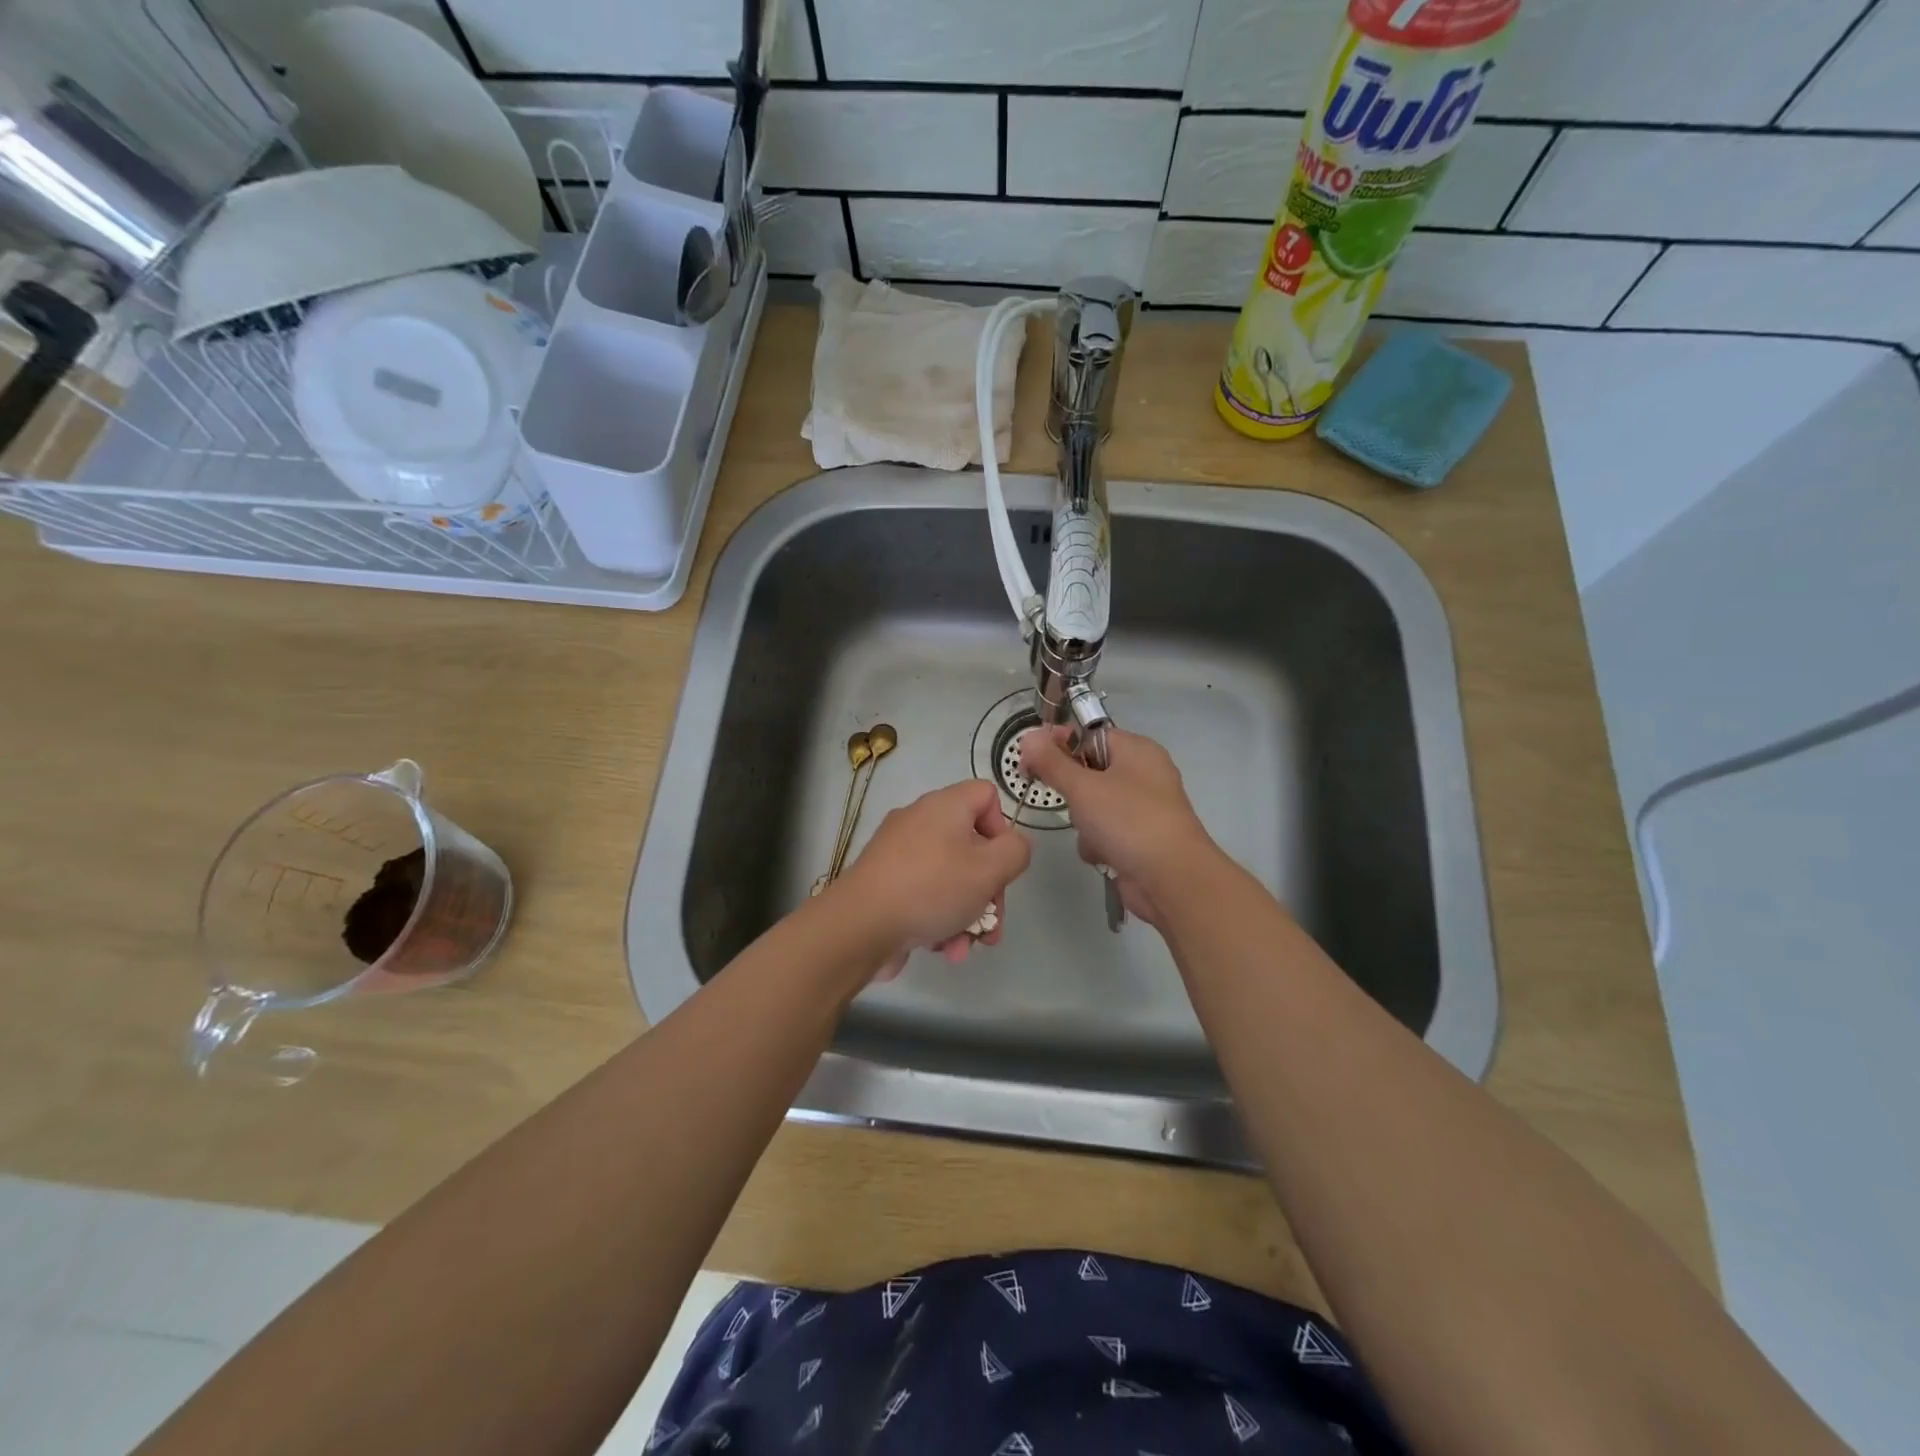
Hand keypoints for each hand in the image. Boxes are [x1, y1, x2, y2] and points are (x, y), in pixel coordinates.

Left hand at [835, 779, 1031, 978]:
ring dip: (967, 914)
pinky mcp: (886, 884)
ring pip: (950, 878)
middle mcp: (920, 821)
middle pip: (972, 845)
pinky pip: (925, 895)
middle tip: (993, 922)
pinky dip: (939, 920)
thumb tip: (1013, 846)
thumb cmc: (931, 888)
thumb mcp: (989, 869)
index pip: (986, 795)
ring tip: (967, 945)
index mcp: (944, 806)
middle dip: (989, 889)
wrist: (860, 926)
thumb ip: (1016, 852)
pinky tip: (944, 949)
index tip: (1002, 863)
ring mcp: (899, 854)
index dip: (1002, 827)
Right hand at [1019, 726, 1218, 926]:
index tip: (1031, 760)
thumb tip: (1028, 736)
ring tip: (1091, 833)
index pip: (1089, 735)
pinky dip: (1098, 844)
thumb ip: (1052, 762)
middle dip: (1073, 791)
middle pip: (1089, 771)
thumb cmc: (1128, 821)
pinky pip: (1105, 832)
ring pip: (1093, 805)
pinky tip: (1103, 855)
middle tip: (1066, 800)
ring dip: (1083, 823)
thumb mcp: (1083, 787)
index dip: (1059, 744)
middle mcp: (1143, 774)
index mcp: (1136, 750)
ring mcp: (1143, 808)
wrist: (1171, 879)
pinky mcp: (1139, 839)